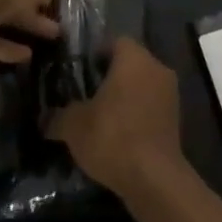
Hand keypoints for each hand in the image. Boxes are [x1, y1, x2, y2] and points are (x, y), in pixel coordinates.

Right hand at [48, 39, 182, 196]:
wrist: (154, 180)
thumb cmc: (113, 137)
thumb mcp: (74, 126)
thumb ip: (58, 116)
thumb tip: (44, 118)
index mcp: (133, 57)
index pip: (113, 42)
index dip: (95, 55)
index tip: (79, 73)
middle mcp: (156, 67)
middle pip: (129, 64)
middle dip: (109, 78)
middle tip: (86, 96)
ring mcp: (170, 93)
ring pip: (142, 86)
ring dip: (125, 98)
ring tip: (101, 119)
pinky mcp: (177, 119)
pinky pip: (151, 107)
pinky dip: (137, 116)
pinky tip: (120, 137)